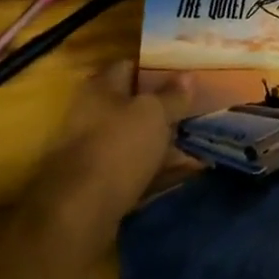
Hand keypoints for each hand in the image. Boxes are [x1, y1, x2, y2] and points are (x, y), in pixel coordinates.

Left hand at [25, 62, 194, 251]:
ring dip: (164, 140)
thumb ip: (172, 95)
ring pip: (137, 139)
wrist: (80, 212)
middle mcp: (93, 115)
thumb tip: (188, 74)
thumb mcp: (153, 114)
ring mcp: (96, 151)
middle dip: (164, 107)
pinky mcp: (102, 183)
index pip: (129, 66)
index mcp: (100, 89)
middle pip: (133, 105)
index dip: (157, 67)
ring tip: (198, 139)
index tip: (185, 72)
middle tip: (197, 107)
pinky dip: (160, 169)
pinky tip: (189, 171)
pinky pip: (138, 169)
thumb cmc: (117, 147)